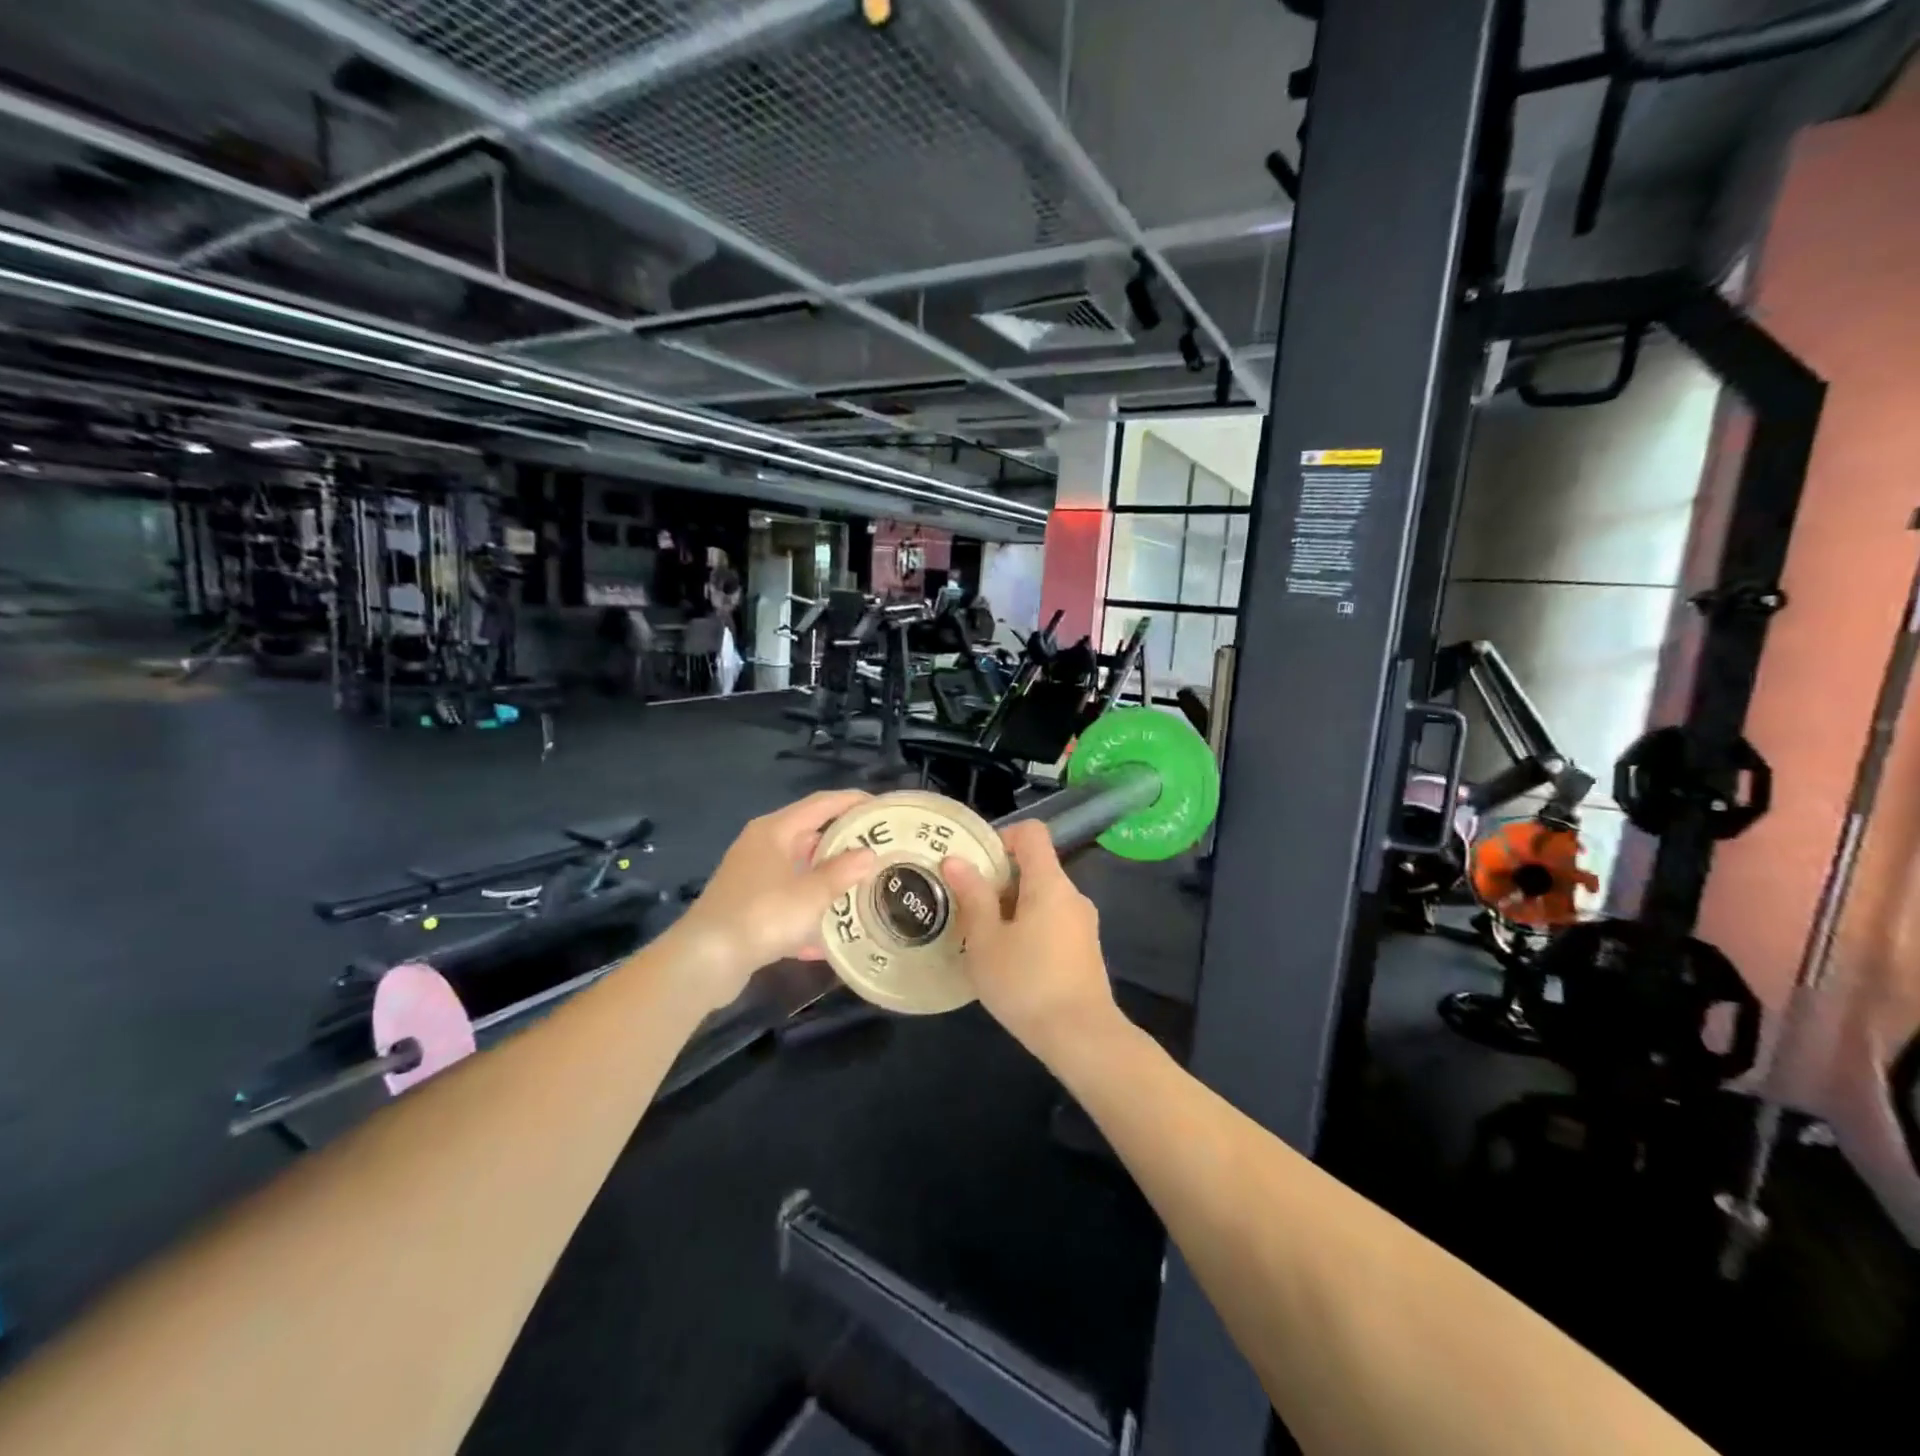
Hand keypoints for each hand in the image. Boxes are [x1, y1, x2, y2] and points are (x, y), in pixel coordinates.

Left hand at [670, 790, 877, 1008]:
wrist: (705, 961)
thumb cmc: (762, 915)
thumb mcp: (811, 895)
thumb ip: (842, 872)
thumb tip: (868, 854)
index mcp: (775, 830)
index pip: (822, 804)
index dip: (853, 801)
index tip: (882, 808)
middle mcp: (762, 846)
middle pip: (810, 835)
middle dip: (844, 843)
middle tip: (879, 850)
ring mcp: (752, 877)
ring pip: (799, 870)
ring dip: (827, 879)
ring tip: (862, 887)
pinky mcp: (747, 907)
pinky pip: (787, 901)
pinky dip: (808, 912)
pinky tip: (830, 937)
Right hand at [944, 821, 1117, 1059]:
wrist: (1082, 1038)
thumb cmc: (1026, 983)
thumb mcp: (986, 941)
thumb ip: (972, 896)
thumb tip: (955, 860)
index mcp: (1049, 883)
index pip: (1032, 833)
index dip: (1002, 837)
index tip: (976, 865)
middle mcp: (1072, 894)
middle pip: (1035, 867)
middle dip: (999, 881)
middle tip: (968, 909)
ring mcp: (1083, 923)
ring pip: (1042, 898)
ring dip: (1011, 909)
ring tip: (983, 940)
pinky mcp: (1085, 949)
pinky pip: (1052, 921)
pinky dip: (1029, 928)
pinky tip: (1010, 963)